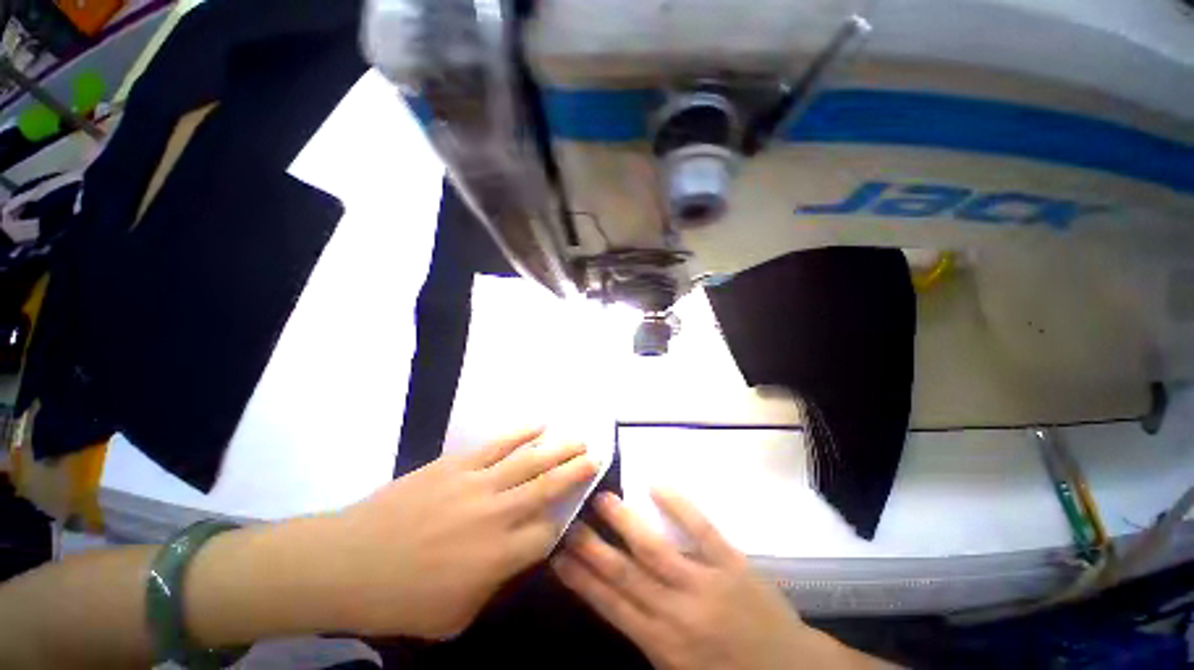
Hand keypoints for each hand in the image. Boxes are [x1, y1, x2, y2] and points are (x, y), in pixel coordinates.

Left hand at [335, 427, 595, 638]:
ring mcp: (478, 484)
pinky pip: (498, 444)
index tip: (571, 513)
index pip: (548, 533)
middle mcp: (497, 515)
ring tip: (579, 438)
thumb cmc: (400, 600)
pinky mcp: (458, 464)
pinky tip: (539, 424)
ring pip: (529, 460)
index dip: (563, 521)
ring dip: (558, 448)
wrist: (348, 562)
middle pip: (548, 487)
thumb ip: (494, 586)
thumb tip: (515, 558)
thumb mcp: (454, 616)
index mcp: (499, 557)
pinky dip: (522, 433)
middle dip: (576, 471)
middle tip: (596, 456)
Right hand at [553, 490, 882, 669]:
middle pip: (624, 575)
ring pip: (655, 550)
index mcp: (661, 644)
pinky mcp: (732, 564)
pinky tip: (656, 484)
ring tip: (601, 499)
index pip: (610, 605)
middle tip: (567, 521)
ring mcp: (705, 583)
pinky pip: (702, 531)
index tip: (557, 556)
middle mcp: (676, 612)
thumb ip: (647, 637)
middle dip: (592, 548)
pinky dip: (679, 506)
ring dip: (626, 523)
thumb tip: (613, 601)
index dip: (581, 579)